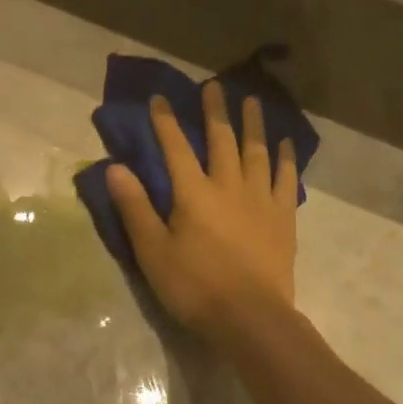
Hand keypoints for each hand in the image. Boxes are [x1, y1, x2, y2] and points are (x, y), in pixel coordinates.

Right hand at [106, 81, 298, 338]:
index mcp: (193, 193)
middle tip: (213, 86)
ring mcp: (261, 200)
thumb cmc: (194, 286)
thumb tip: (116, 168)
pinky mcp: (283, 217)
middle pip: (221, 140)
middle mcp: (228, 186)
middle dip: (214, 111)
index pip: (175, 148)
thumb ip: (135, 207)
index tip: (159, 98)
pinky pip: (286, 179)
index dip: (165, 121)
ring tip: (252, 102)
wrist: (250, 318)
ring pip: (256, 152)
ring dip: (252, 125)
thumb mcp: (152, 251)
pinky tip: (286, 144)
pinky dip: (285, 159)